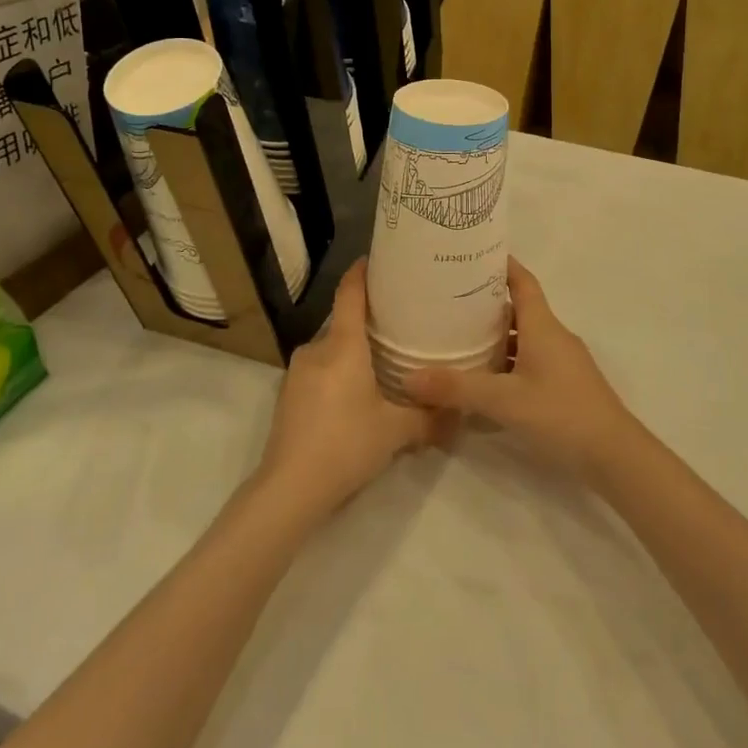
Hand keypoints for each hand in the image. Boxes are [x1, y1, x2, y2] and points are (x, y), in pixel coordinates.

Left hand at [255, 259, 439, 518]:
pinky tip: (354, 397)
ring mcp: (297, 372)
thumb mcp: (396, 432)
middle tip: (399, 326)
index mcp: (342, 346)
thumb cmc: (346, 445)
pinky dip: (337, 373)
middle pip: (343, 322)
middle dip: (368, 322)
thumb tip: (460, 414)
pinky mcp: (287, 395)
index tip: (377, 259)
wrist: (289, 489)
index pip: (350, 294)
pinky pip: (319, 370)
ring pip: (331, 349)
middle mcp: (316, 349)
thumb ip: (429, 418)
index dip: (362, 272)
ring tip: (381, 364)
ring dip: (352, 353)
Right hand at [401, 258, 633, 479]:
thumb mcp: (504, 401)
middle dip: (487, 302)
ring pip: (524, 337)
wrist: (615, 456)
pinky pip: (530, 360)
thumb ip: (457, 388)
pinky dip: (507, 361)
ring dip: (496, 335)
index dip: (501, 264)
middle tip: (449, 299)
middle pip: (519, 308)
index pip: (522, 281)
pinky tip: (485, 378)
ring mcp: (562, 362)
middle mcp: (553, 336)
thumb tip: (409, 378)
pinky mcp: (564, 385)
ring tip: (459, 337)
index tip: (472, 254)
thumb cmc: (561, 414)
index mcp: (542, 326)